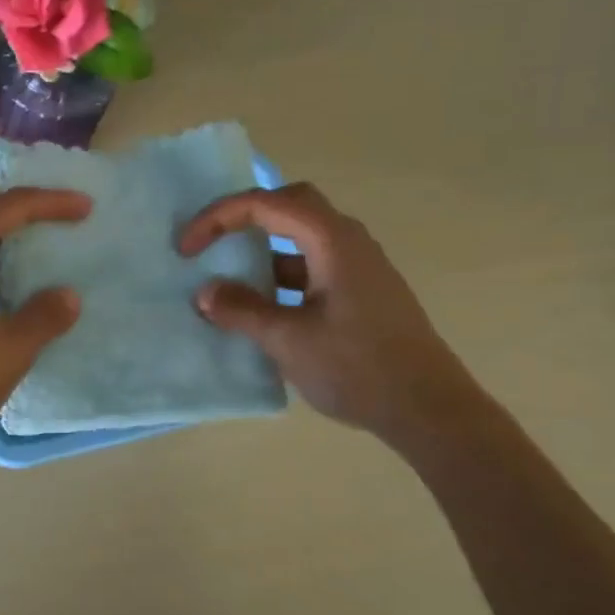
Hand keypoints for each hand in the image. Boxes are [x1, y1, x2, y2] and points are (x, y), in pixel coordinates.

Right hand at [179, 182, 484, 445]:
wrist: (428, 410)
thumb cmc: (358, 368)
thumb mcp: (288, 340)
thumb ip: (242, 310)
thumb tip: (206, 292)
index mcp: (333, 242)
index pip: (266, 204)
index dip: (218, 218)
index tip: (186, 249)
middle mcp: (349, 243)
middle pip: (290, 204)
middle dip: (244, 216)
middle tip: (210, 241)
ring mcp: (358, 268)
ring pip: (301, 237)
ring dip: (262, 249)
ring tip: (228, 278)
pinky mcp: (360, 293)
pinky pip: (311, 267)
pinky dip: (279, 275)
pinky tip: (261, 308)